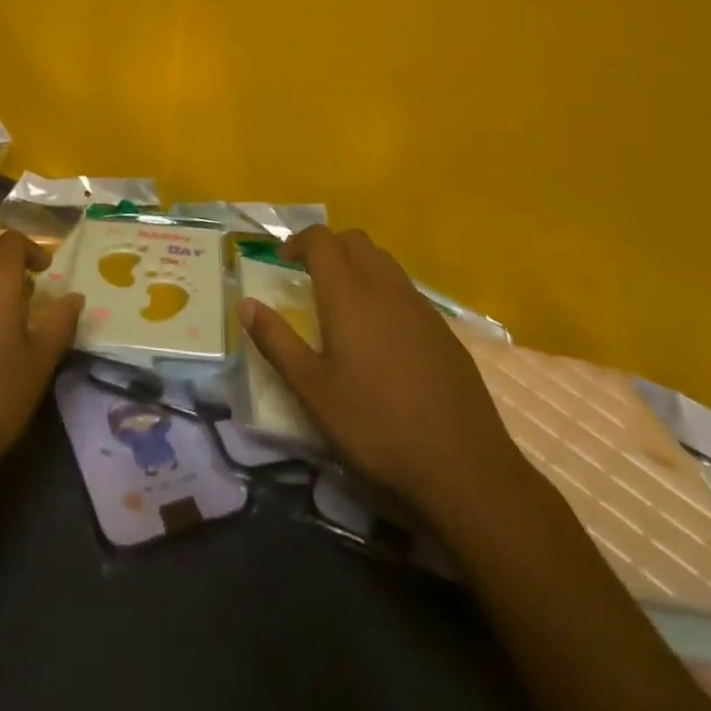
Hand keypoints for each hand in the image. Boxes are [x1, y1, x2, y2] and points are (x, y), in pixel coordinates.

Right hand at [241, 226, 523, 512]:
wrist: (464, 469)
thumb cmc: (375, 427)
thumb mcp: (312, 390)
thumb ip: (276, 342)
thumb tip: (246, 304)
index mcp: (349, 295)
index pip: (321, 240)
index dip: (297, 242)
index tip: (281, 261)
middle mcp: (386, 288)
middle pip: (355, 242)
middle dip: (328, 248)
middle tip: (308, 277)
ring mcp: (421, 308)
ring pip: (384, 262)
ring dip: (358, 266)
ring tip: (343, 304)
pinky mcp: (444, 332)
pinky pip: (407, 291)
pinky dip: (385, 292)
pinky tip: (382, 336)